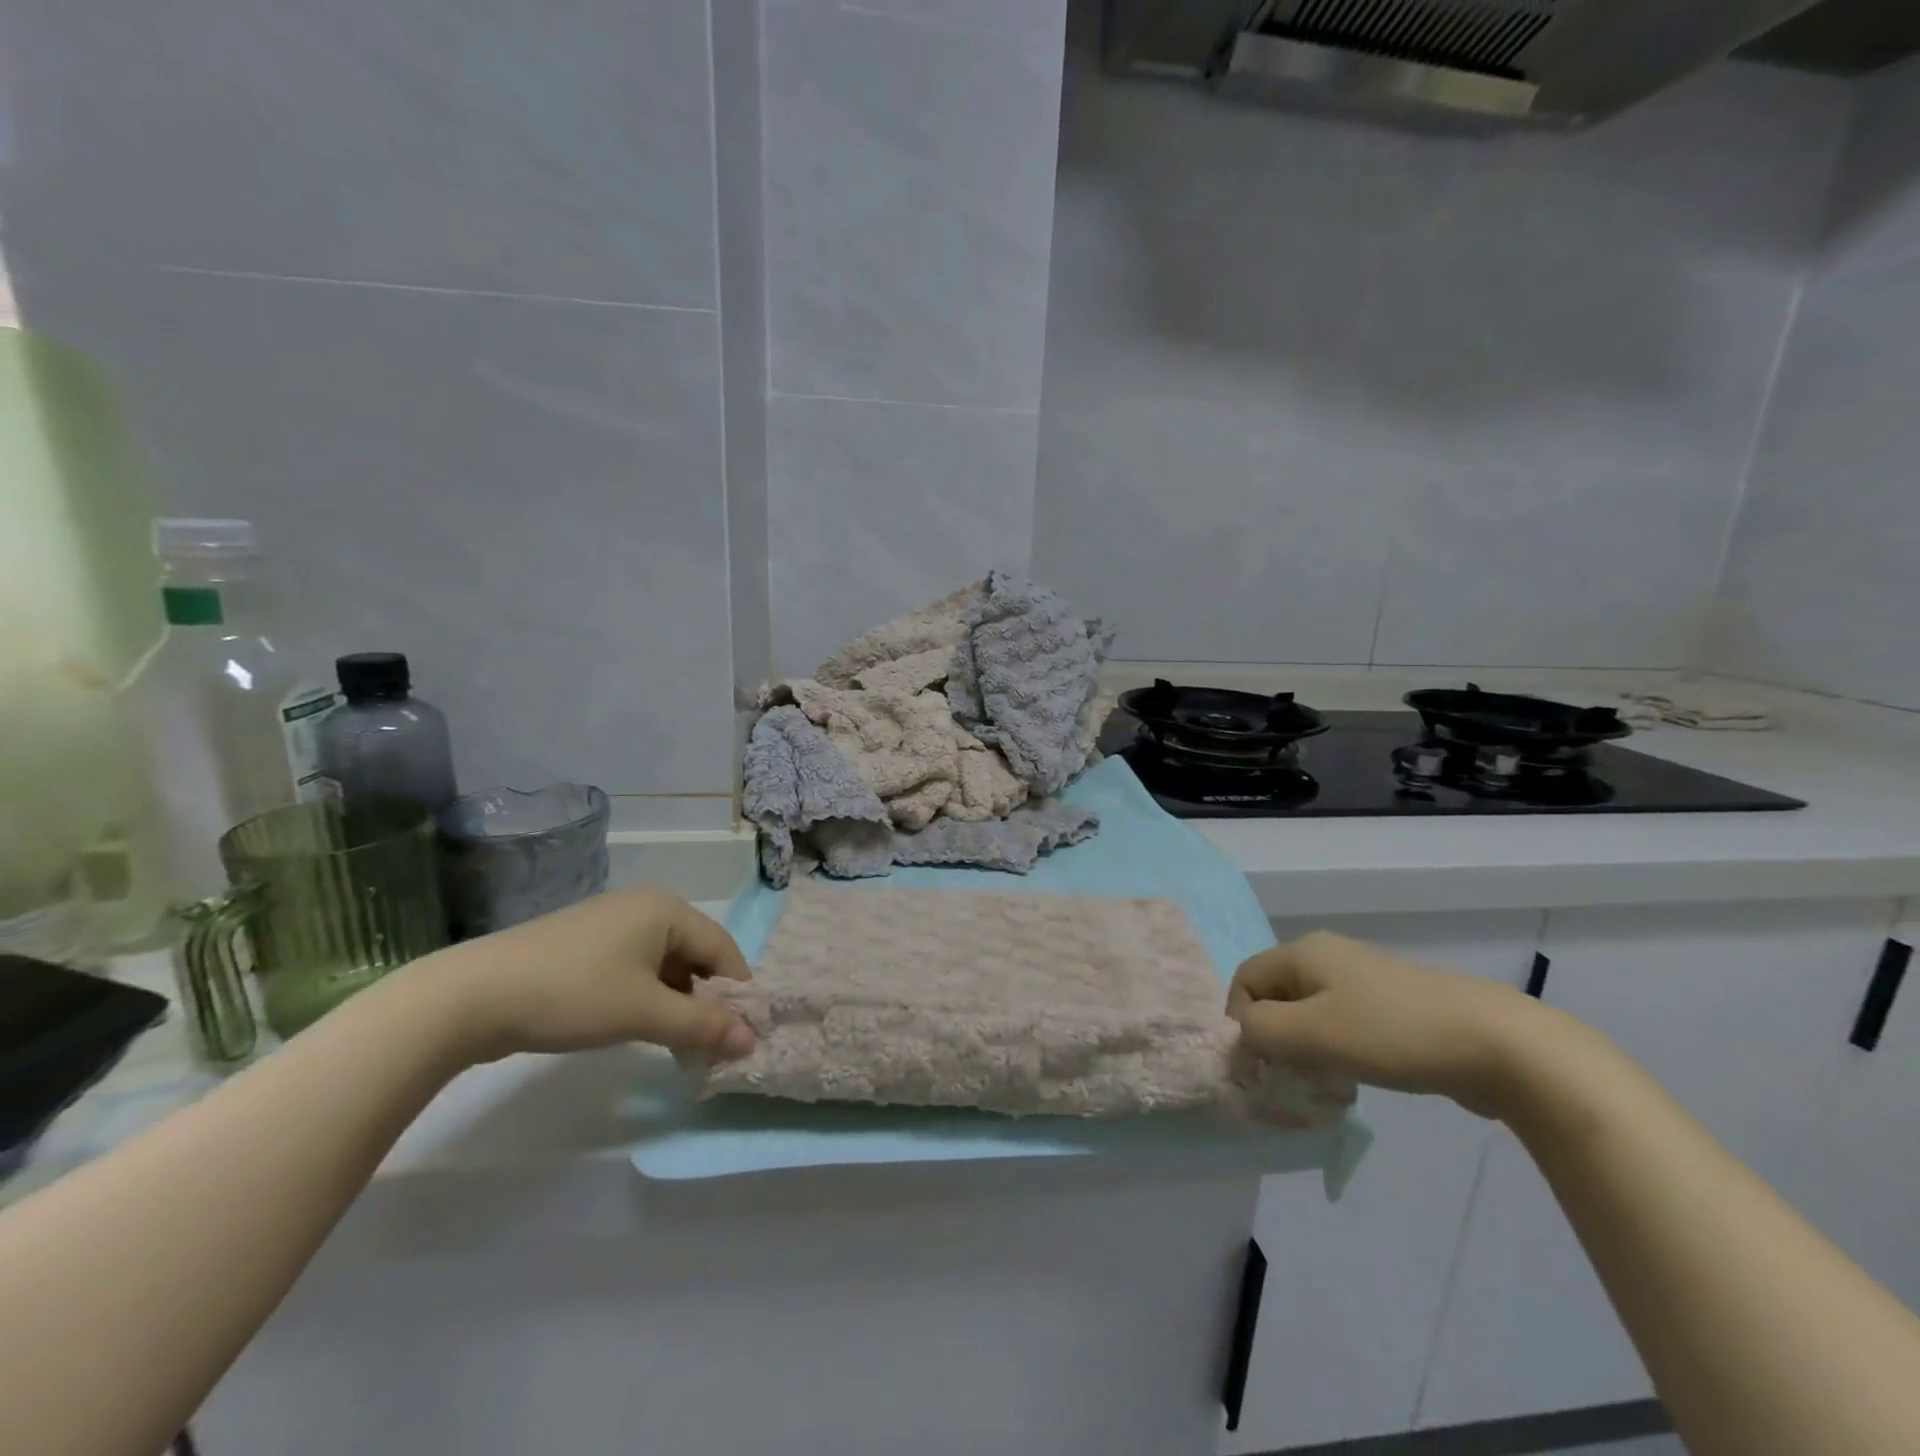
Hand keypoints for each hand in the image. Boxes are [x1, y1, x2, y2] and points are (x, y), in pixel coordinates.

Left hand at [413, 888, 756, 1063]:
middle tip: (710, 1046)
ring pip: (664, 965)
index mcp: (667, 909)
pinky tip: (639, 1027)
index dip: (737, 992)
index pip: (722, 948)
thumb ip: (704, 1026)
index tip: (743, 1035)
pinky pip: (635, 968)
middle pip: (694, 955)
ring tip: (677, 1045)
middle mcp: (644, 906)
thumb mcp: (645, 1013)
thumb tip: (753, 1041)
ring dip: (676, 1003)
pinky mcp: (584, 945)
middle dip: (706, 1000)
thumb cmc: (574, 994)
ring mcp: (611, 923)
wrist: (471, 997)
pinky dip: (647, 997)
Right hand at [1229, 931, 1538, 1118]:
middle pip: (1275, 995)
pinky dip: (1335, 1050)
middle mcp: (1326, 956)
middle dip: (1273, 1038)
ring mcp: (1362, 979)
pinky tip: (1354, 1078)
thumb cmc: (1391, 1033)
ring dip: (1304, 1049)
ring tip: (1323, 1083)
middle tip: (1288, 1078)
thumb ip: (1260, 1030)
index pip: (1244, 979)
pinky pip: (1341, 1024)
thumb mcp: (1312, 1033)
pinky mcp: (1391, 1005)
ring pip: (1308, 1013)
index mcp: (1303, 952)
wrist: (1497, 1044)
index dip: (1240, 1020)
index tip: (1260, 1064)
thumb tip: (1243, 1033)